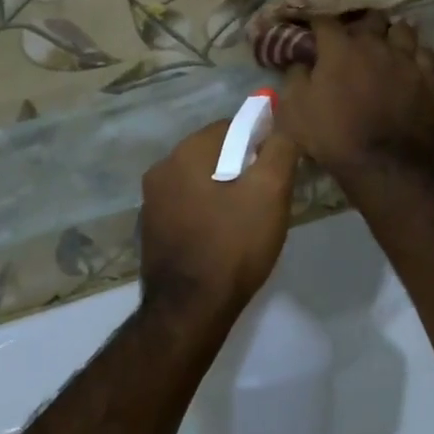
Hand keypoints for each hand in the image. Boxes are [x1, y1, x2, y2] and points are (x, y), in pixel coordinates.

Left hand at [140, 121, 297, 323]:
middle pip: (213, 153)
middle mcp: (160, 170)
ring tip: (248, 221)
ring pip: (199, 181)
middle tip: (268, 197)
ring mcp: (151, 203)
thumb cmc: (233, 245)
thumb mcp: (270, 192)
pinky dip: (207, 213)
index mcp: (184, 154)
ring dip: (224, 190)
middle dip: (242, 167)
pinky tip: (223, 238)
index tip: (278, 169)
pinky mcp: (151, 231)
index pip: (231, 126)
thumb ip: (280, 149)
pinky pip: (187, 207)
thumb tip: (282, 124)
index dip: (260, 141)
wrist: (190, 309)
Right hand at [276, 16, 433, 178]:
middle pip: (370, 18)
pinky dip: (415, 55)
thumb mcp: (294, 111)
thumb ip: (295, 78)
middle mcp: (376, 44)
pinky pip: (425, 54)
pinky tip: (410, 64)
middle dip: (359, 23)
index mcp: (340, 48)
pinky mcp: (429, 79)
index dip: (316, 21)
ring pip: (403, 29)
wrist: (384, 166)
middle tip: (353, 35)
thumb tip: (301, 61)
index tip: (311, 28)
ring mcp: (407, 60)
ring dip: (391, 34)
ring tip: (386, 44)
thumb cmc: (333, 137)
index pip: (325, 20)